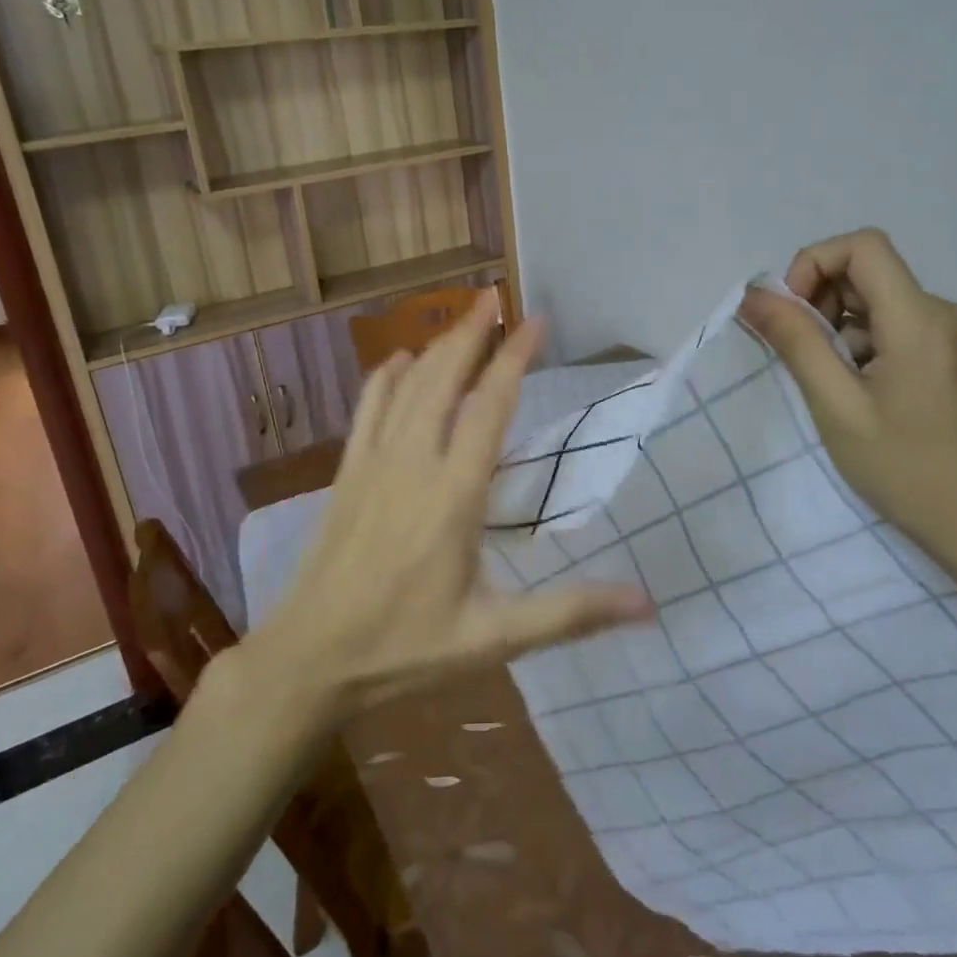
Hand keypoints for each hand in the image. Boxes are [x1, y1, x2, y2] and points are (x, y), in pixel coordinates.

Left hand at [256, 292, 650, 719]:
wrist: (309, 658)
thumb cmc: (406, 648)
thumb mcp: (495, 638)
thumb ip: (571, 613)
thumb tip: (647, 603)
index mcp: (454, 494)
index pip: (489, 405)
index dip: (514, 357)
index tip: (536, 321)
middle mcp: (413, 462)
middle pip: (443, 377)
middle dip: (471, 332)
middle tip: (494, 297)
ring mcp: (373, 462)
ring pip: (406, 385)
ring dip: (435, 346)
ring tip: (461, 319)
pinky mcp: (346, 473)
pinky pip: (366, 408)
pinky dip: (384, 377)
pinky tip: (396, 361)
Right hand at [740, 229, 956, 570]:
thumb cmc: (906, 469)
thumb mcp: (837, 406)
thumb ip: (795, 342)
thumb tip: (752, 294)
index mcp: (921, 319)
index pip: (862, 246)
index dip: (813, 264)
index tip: (792, 315)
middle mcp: (946, 313)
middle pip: (869, 272)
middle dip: (821, 302)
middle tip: (803, 358)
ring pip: (880, 301)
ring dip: (840, 328)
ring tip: (833, 385)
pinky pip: (898, 326)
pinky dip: (864, 344)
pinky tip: (861, 393)